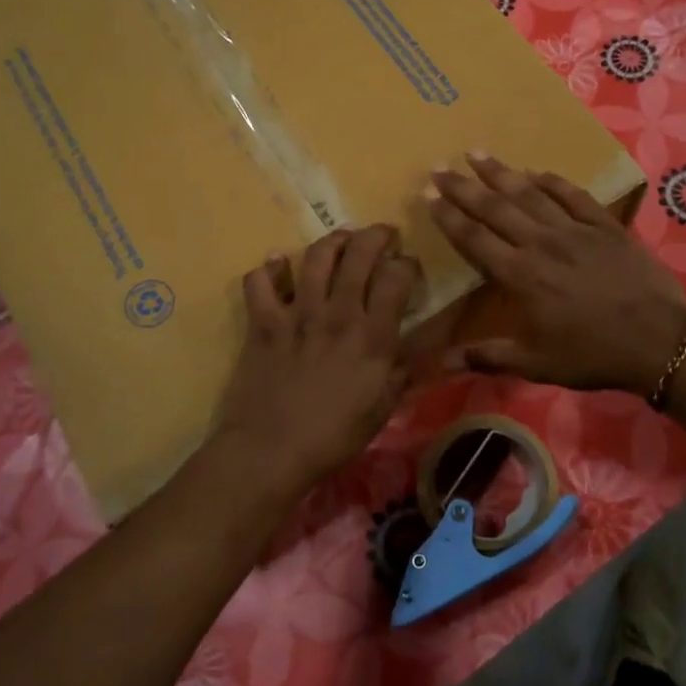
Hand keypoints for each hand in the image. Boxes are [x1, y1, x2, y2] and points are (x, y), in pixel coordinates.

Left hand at [213, 225, 419, 489]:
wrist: (272, 450)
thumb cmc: (335, 435)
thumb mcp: (384, 407)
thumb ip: (405, 369)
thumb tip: (425, 345)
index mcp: (373, 335)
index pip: (397, 277)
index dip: (407, 264)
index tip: (408, 268)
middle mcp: (338, 313)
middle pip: (359, 253)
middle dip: (375, 235)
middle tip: (382, 235)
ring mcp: (297, 313)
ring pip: (316, 257)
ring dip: (332, 241)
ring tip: (341, 241)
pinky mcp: (263, 322)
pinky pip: (260, 281)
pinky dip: (268, 269)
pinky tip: (276, 266)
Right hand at [429, 153, 685, 395]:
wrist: (658, 341)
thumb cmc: (592, 354)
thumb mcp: (535, 364)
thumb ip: (486, 357)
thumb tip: (438, 364)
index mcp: (520, 275)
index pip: (475, 238)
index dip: (449, 216)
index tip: (428, 195)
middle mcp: (541, 243)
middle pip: (495, 208)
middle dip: (464, 186)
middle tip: (440, 166)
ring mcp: (575, 230)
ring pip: (530, 194)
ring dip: (502, 173)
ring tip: (478, 153)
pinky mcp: (605, 226)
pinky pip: (574, 195)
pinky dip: (553, 181)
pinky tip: (537, 171)